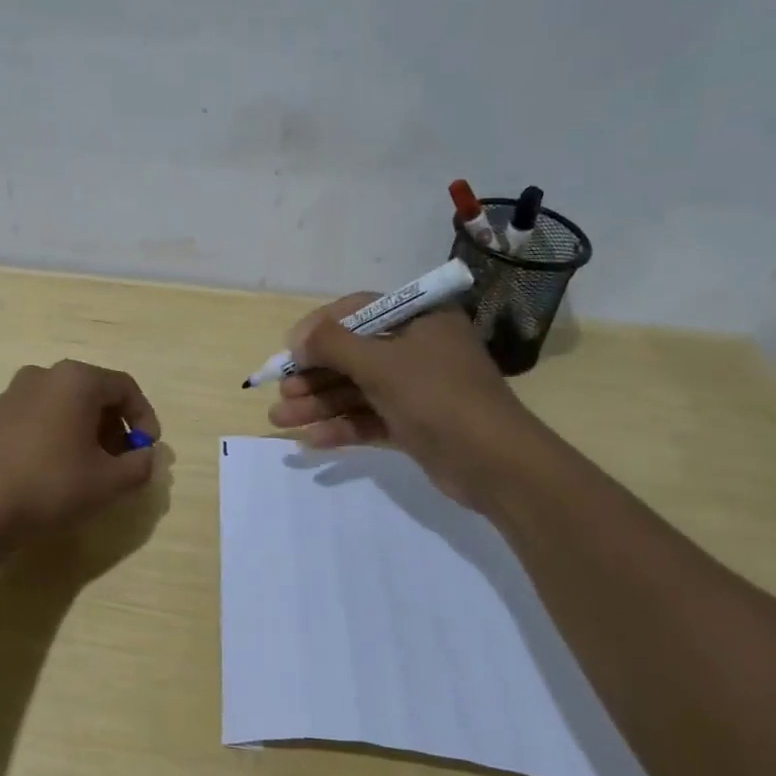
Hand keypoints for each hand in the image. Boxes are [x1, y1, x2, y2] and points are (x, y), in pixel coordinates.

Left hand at [0, 360, 161, 535]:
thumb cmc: (51, 485)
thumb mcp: (109, 482)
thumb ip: (140, 466)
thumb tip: (146, 457)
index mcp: (76, 379)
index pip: (125, 388)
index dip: (144, 419)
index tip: (147, 451)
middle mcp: (46, 374)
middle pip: (96, 393)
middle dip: (116, 427)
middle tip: (123, 462)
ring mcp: (17, 391)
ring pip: (69, 404)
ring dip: (90, 432)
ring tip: (93, 469)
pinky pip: (44, 414)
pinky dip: (62, 433)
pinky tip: (60, 469)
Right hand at [265, 295, 545, 512]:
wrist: (495, 464)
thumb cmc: (437, 397)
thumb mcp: (380, 364)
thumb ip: (333, 345)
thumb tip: (297, 339)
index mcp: (419, 319)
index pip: (357, 310)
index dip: (319, 328)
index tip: (290, 349)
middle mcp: (417, 348)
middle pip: (352, 354)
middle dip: (312, 375)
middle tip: (281, 392)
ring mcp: (416, 388)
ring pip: (356, 390)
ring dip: (319, 403)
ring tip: (280, 419)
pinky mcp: (414, 423)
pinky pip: (369, 418)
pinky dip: (342, 426)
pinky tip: (312, 440)